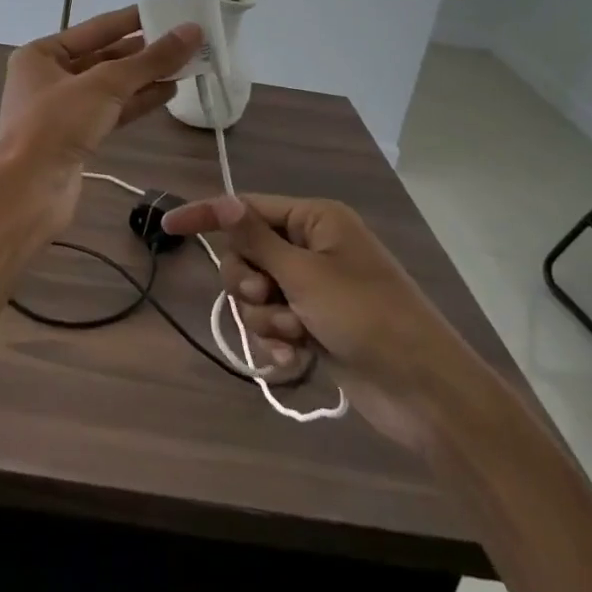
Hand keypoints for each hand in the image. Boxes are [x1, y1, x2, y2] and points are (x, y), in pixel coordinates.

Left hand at [0, 6, 199, 228]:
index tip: (169, 11)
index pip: (95, 28)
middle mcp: (49, 78)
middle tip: (186, 41)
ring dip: (145, 77)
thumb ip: (150, 60)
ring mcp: (62, 111)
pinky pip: (112, 111)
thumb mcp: (105, 85)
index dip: (133, 20)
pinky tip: (168, 93)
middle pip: (104, 57)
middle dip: (143, 51)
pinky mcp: (76, 138)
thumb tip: (192, 31)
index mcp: (41, 54)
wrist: (27, 192)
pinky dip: (138, 102)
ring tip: (185, 65)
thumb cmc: (56, 125)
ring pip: (110, 87)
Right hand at [163, 194, 475, 451]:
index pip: (247, 208)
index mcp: (315, 221)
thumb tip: (224, 201)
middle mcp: (311, 248)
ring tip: (295, 335)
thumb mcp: (306, 274)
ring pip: (256, 293)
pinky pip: (273, 322)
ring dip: (265, 317)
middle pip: (247, 254)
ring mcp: (313, 288)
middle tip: (267, 299)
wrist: (423, 391)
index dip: (208, 215)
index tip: (169, 224)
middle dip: (249, 283)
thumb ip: (257, 240)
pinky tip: (295, 358)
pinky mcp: (314, 324)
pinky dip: (277, 338)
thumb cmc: (366, 317)